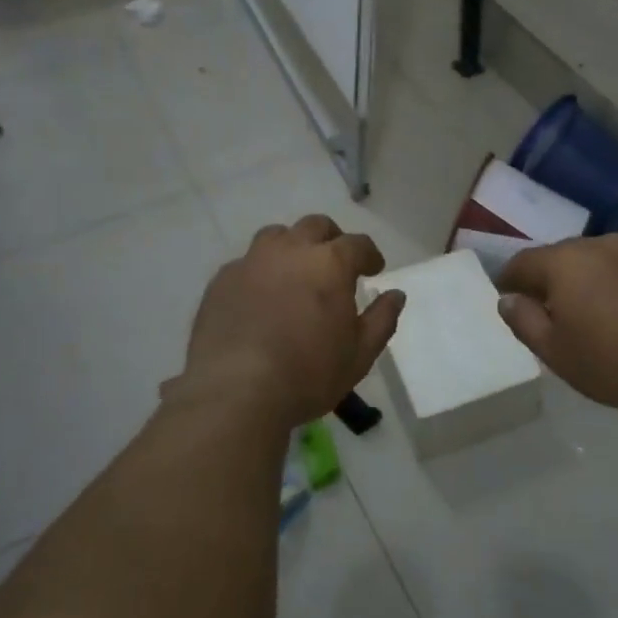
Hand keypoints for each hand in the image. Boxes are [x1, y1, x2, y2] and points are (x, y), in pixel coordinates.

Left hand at [171, 215, 406, 431]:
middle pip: (316, 226)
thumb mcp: (360, 354)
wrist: (235, 391)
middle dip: (331, 240)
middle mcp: (291, 250)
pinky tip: (260, 298)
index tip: (374, 270)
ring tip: (295, 273)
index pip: (358, 244)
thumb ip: (382, 319)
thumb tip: (396, 295)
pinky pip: (246, 263)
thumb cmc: (308, 374)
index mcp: (330, 263)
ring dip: (292, 247)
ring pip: (276, 236)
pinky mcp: (221, 281)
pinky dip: (260, 272)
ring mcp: (252, 262)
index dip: (370, 255)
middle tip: (336, 264)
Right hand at [497, 235, 617, 410]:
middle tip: (547, 308)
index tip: (505, 296)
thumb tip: (507, 300)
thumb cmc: (611, 359)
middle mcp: (598, 245)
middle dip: (550, 279)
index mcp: (564, 261)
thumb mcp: (554, 351)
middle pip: (562, 257)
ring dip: (587, 280)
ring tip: (590, 312)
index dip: (509, 280)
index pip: (523, 262)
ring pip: (598, 261)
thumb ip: (524, 321)